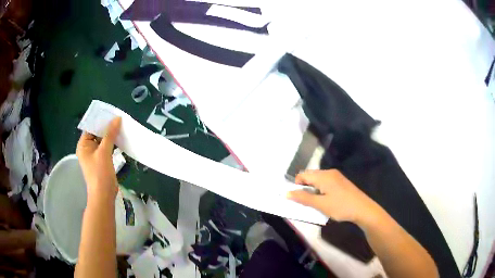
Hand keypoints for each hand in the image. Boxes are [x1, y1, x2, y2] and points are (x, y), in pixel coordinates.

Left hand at [76, 117, 121, 203]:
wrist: (104, 195)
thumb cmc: (100, 173)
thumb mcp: (104, 152)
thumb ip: (110, 134)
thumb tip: (117, 118)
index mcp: (83, 145)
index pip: (91, 127)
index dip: (100, 120)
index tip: (111, 114)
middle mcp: (87, 148)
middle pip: (97, 134)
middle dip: (107, 128)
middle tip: (119, 119)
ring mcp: (95, 155)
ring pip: (103, 141)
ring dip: (111, 136)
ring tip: (122, 127)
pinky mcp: (102, 161)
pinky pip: (107, 148)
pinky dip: (113, 144)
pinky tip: (121, 139)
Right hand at [288, 169, 381, 223]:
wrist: (363, 209)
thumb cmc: (341, 207)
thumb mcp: (321, 204)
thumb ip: (303, 198)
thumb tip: (287, 193)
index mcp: (323, 176)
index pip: (302, 175)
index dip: (296, 186)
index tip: (296, 199)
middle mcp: (329, 172)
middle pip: (310, 176)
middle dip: (304, 188)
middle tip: (305, 203)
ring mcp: (336, 176)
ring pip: (318, 180)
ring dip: (312, 190)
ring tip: (315, 204)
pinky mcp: (341, 182)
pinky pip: (325, 183)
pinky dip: (320, 190)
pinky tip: (325, 201)